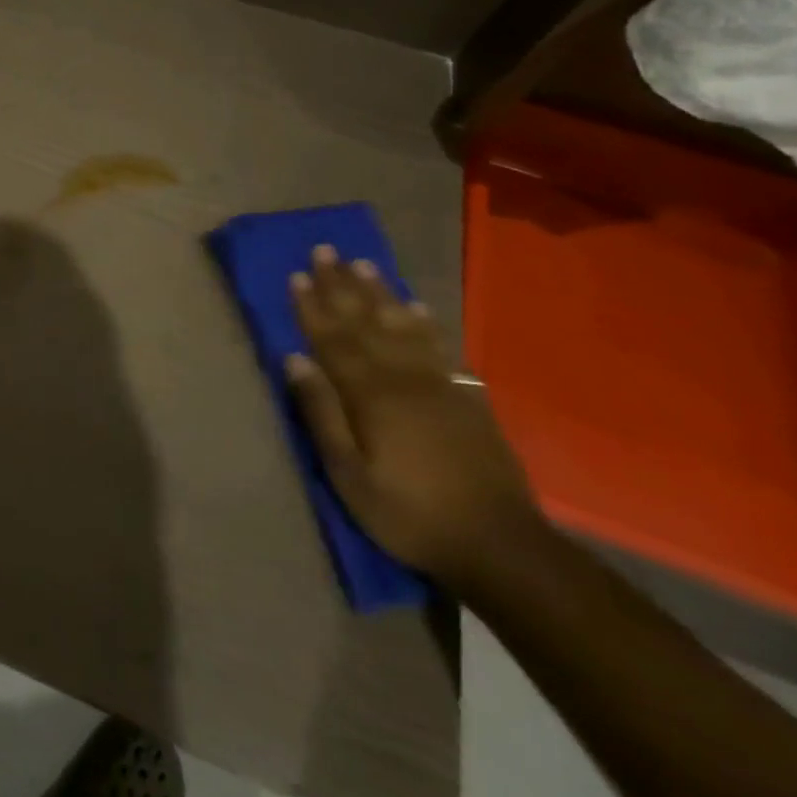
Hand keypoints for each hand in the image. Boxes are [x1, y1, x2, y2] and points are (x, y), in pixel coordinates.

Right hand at [286, 245, 542, 587]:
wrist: (501, 546)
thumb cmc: (409, 513)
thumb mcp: (349, 474)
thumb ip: (322, 413)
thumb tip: (294, 359)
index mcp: (370, 396)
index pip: (332, 340)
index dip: (311, 306)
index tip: (296, 274)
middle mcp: (403, 379)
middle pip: (365, 323)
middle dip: (342, 285)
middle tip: (326, 250)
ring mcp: (440, 387)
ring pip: (403, 328)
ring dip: (381, 294)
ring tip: (365, 265)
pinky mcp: (467, 400)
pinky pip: (442, 349)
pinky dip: (427, 324)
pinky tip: (418, 308)